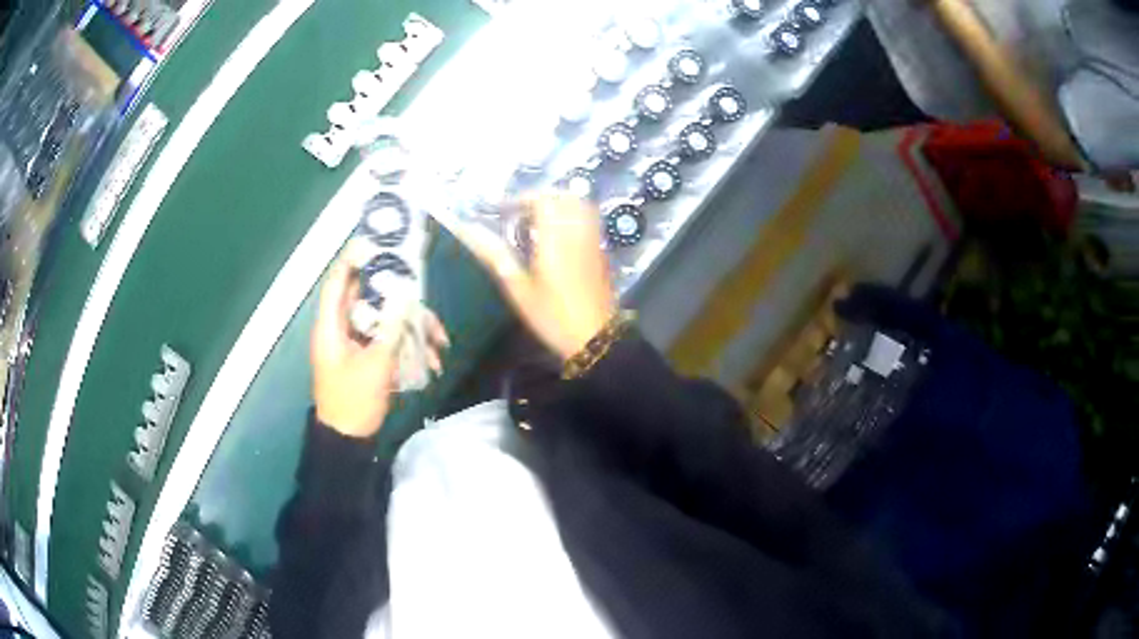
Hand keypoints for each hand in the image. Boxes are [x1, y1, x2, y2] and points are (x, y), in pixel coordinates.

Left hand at [311, 251, 448, 437]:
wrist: (349, 440)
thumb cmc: (353, 401)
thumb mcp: (374, 366)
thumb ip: (390, 328)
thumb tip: (406, 293)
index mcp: (331, 326)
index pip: (338, 281)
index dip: (353, 259)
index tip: (376, 242)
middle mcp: (341, 328)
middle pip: (368, 298)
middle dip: (399, 296)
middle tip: (424, 293)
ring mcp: (356, 343)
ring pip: (384, 319)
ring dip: (413, 326)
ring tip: (440, 341)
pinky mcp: (368, 356)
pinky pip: (389, 339)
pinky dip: (409, 344)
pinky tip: (433, 358)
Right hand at [437, 193, 614, 359]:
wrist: (595, 338)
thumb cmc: (553, 316)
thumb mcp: (519, 289)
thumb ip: (496, 256)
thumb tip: (470, 232)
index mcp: (555, 237)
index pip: (542, 199)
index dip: (522, 198)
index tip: (503, 210)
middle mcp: (578, 232)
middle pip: (565, 197)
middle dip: (542, 198)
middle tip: (521, 213)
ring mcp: (593, 241)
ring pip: (581, 207)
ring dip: (560, 205)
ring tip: (539, 222)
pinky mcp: (602, 253)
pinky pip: (589, 222)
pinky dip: (573, 218)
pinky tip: (559, 238)